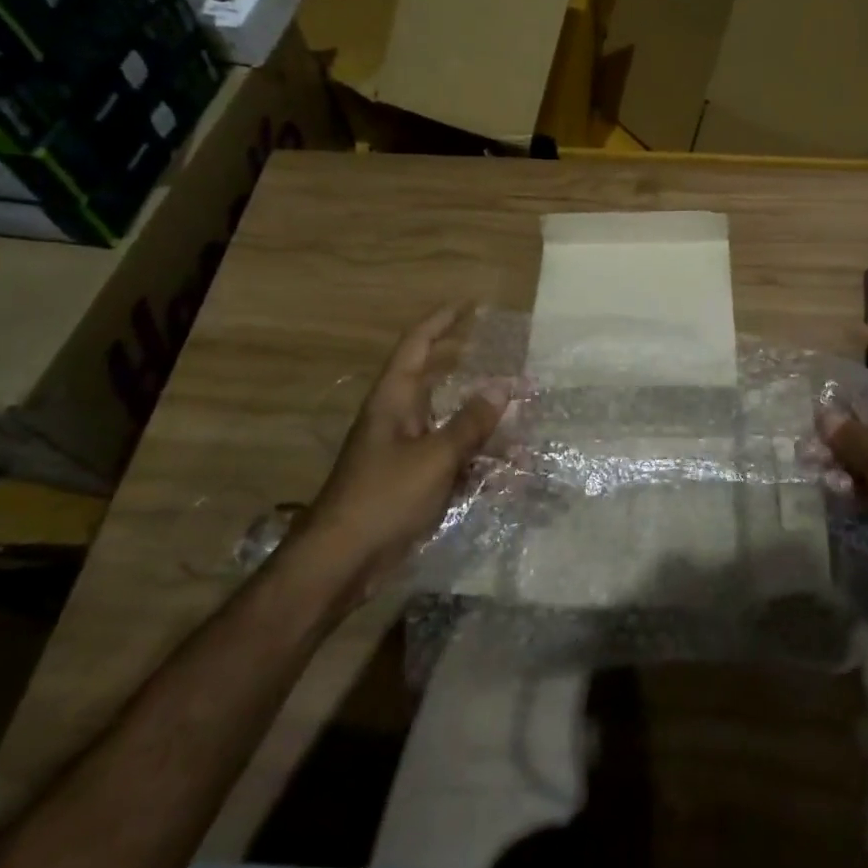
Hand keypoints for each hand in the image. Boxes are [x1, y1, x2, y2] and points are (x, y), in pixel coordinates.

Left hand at [302, 305, 503, 592]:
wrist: (342, 563)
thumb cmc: (383, 498)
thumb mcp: (434, 457)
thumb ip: (470, 422)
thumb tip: (502, 386)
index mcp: (394, 401)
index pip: (417, 346)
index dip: (441, 321)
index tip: (469, 305)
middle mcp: (400, 419)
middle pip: (438, 383)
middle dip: (472, 371)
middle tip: (507, 360)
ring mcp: (407, 453)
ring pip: (452, 426)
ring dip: (485, 425)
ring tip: (524, 421)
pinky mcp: (414, 484)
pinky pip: (454, 461)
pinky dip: (480, 462)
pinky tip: (511, 472)